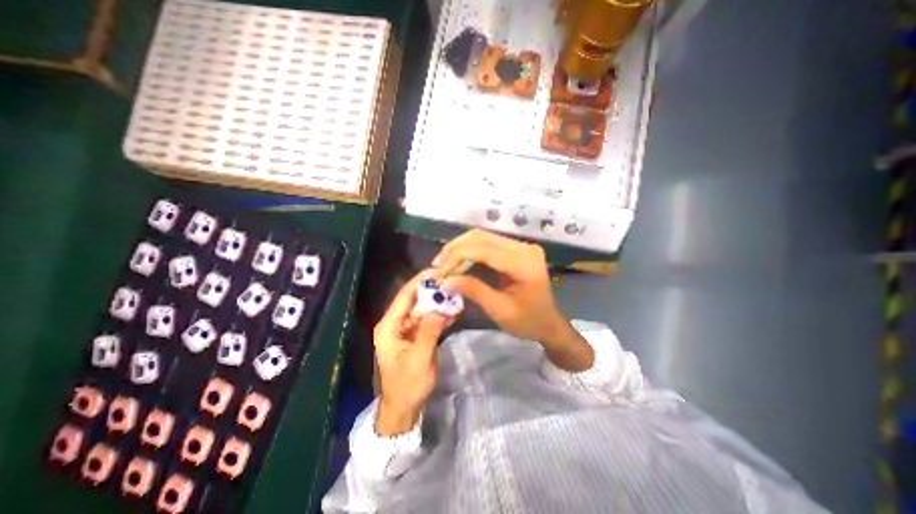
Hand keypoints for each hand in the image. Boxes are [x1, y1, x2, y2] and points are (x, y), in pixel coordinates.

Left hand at [373, 271, 450, 434]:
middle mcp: (395, 324)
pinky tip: (453, 311)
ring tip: (456, 294)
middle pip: (414, 301)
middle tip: (452, 281)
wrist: (403, 409)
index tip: (438, 270)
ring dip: (438, 303)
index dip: (420, 281)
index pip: (404, 296)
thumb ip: (429, 332)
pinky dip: (439, 316)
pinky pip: (427, 321)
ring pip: (422, 310)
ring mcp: (405, 330)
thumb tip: (441, 308)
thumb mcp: (419, 359)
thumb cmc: (407, 386)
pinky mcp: (414, 336)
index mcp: (389, 326)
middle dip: (432, 291)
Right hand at [429, 232, 565, 342]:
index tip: (438, 271)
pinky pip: (488, 243)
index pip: (483, 250)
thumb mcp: (499, 310)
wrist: (549, 323)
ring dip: (460, 248)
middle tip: (437, 266)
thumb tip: (445, 280)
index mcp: (523, 263)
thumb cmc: (527, 322)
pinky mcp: (516, 249)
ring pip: (482, 236)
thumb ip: (473, 290)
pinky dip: (470, 251)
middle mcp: (523, 247)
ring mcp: (521, 246)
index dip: (456, 257)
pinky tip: (458, 261)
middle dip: (455, 249)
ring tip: (444, 263)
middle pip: (481, 236)